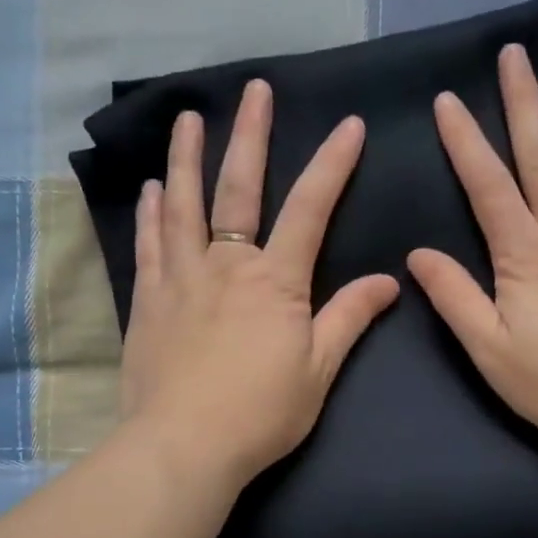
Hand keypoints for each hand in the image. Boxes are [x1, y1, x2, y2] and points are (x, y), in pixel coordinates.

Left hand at [120, 80, 400, 488]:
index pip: (311, 208)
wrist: (183, 446)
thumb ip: (349, 318)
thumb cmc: (260, 413)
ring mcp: (181, 278)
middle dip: (251, 136)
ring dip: (186, 158)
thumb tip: (389, 280)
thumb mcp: (319, 370)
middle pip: (238, 188)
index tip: (348, 125)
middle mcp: (226, 264)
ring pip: (182, 204)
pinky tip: (150, 189)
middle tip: (254, 91)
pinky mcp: (149, 300)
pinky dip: (151, 213)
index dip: (332, 164)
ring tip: (187, 120)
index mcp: (275, 280)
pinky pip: (149, 244)